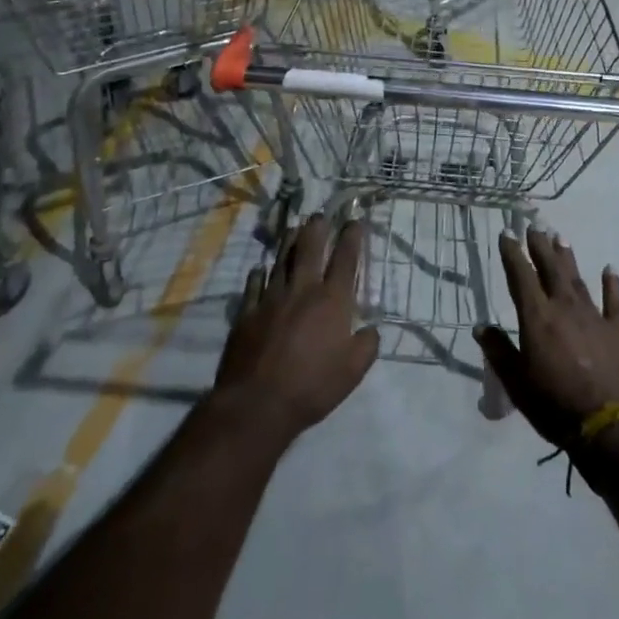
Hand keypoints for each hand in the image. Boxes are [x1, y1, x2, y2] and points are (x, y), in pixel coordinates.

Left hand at [213, 215, 378, 442]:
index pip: (346, 260)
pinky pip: (254, 285)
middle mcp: (302, 290)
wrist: (258, 403)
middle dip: (317, 228)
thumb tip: (370, 329)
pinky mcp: (247, 312)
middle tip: (320, 215)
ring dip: (289, 242)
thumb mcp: (353, 372)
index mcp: (332, 302)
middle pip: (309, 249)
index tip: (355, 221)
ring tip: (293, 227)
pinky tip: (260, 268)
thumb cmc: (312, 387)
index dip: (352, 238)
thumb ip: (366, 346)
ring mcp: (271, 298)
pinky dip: (259, 274)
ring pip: (281, 260)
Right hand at [476, 230, 618, 446]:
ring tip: (561, 238)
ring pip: (578, 279)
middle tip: (534, 225)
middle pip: (550, 269)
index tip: (507, 234)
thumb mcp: (516, 382)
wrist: (611, 426)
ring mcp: (595, 317)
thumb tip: (480, 327)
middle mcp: (565, 308)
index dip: (512, 254)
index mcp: (537, 317)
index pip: (520, 276)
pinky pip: (615, 301)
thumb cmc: (555, 405)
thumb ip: (498, 351)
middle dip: (540, 246)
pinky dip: (612, 284)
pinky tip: (610, 269)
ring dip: (568, 258)